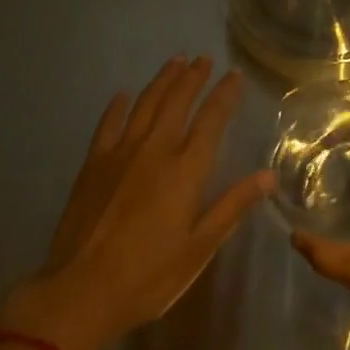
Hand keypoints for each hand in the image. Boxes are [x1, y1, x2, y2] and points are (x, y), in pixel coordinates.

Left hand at [0, 56, 271, 349]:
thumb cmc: (148, 276)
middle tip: (204, 58)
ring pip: (146, 103)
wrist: (80, 291)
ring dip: (163, 80)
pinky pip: (109, 123)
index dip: (225, 93)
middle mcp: (155, 148)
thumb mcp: (198, 249)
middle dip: (193, 76)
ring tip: (175, 61)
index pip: (211, 119)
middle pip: (178, 101)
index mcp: (185, 168)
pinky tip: (123, 95)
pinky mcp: (94, 162)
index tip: (235, 74)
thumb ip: (232, 206)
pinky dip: (117, 106)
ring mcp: (121, 151)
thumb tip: (269, 176)